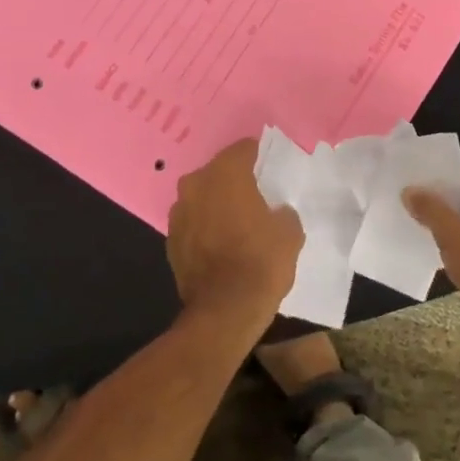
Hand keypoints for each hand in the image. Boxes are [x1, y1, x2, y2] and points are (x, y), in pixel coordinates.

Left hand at [167, 138, 301, 331]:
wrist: (224, 311)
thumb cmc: (261, 262)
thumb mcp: (290, 232)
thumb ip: (282, 211)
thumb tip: (275, 212)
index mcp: (226, 173)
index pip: (244, 149)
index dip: (260, 157)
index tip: (271, 170)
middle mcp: (196, 184)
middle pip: (219, 172)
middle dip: (236, 180)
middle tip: (257, 197)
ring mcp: (178, 213)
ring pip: (203, 197)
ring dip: (217, 204)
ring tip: (238, 222)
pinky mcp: (170, 240)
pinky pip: (193, 223)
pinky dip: (205, 227)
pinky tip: (221, 244)